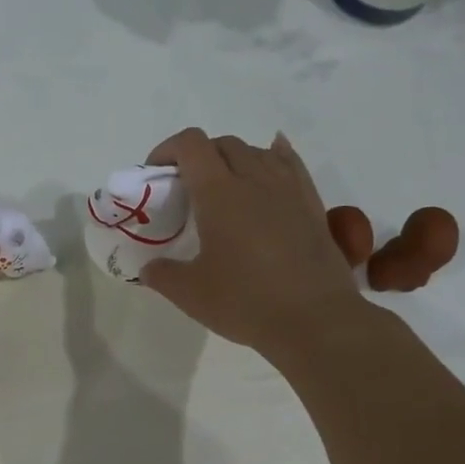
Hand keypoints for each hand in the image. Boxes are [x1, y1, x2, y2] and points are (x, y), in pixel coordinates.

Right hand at [140, 129, 362, 359]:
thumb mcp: (190, 294)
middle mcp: (255, 179)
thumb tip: (150, 268)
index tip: (156, 173)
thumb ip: (162, 275)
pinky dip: (273, 158)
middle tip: (186, 188)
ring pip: (258, 152)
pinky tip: (269, 165)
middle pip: (224, 144)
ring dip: (234, 159)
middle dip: (199, 156)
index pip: (191, 145)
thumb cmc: (245, 302)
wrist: (314, 319)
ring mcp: (288, 189)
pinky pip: (290, 165)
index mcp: (219, 193)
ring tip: (224, 187)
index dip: (168, 149)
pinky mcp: (312, 205)